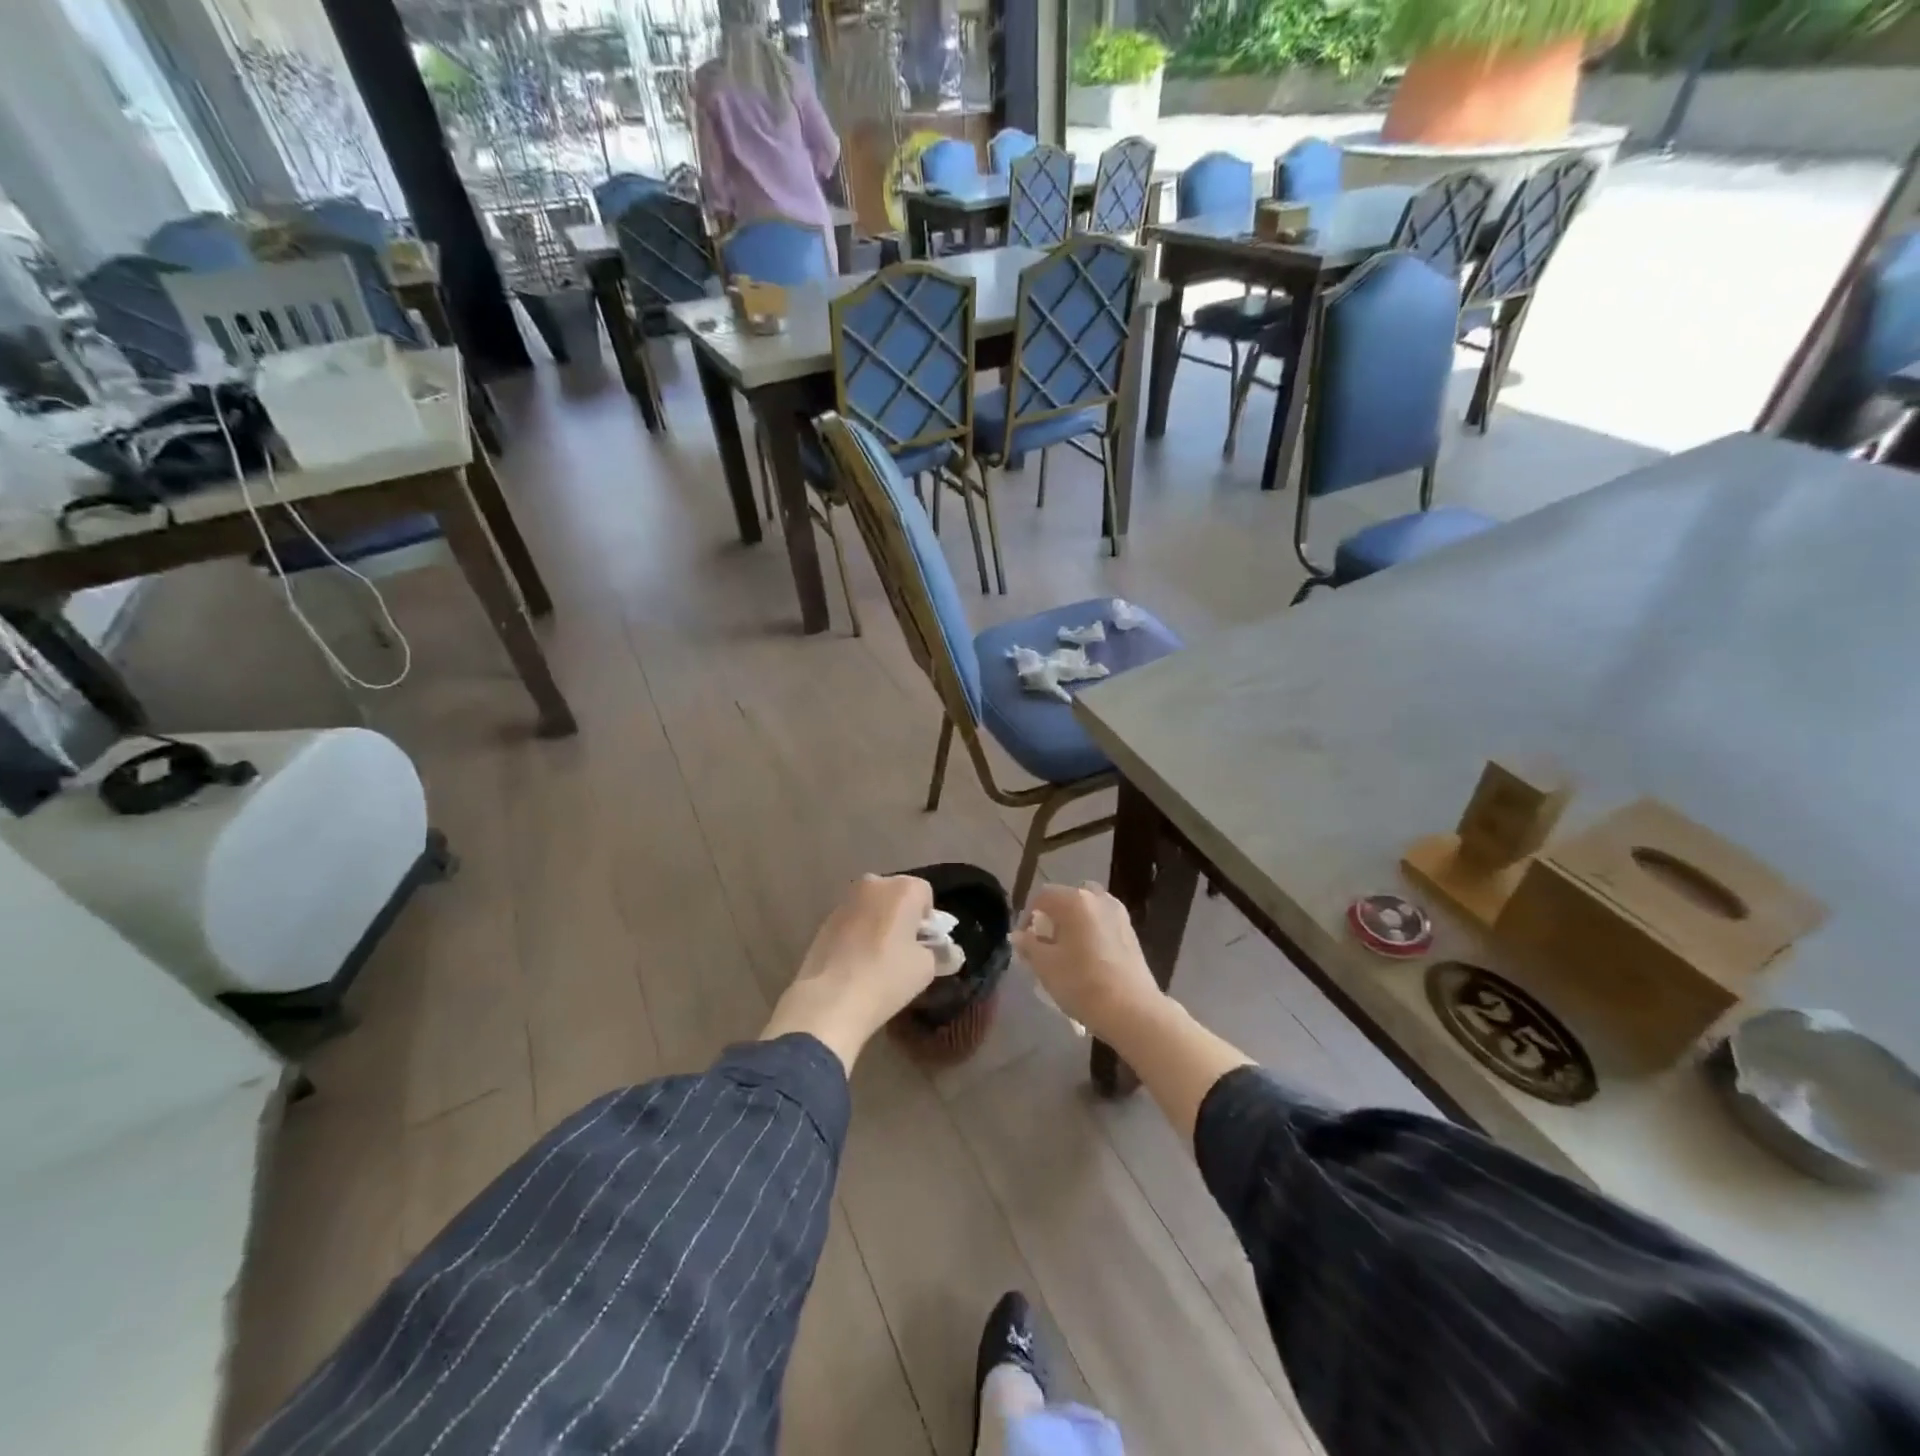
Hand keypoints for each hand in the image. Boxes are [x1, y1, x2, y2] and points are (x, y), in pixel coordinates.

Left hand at [761, 874, 936, 1069]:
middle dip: (903, 917)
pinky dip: (859, 933)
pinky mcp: (824, 919)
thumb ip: (940, 953)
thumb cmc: (887, 976)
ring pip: (873, 907)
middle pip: (897, 896)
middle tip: (904, 950)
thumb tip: (949, 952)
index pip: (925, 894)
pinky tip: (857, 961)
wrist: (830, 999)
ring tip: (878, 958)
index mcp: (902, 888)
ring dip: (879, 924)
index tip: (924, 946)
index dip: (928, 921)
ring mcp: (845, 900)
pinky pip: (853, 920)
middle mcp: (873, 884)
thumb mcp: (926, 969)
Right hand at [1013, 882, 1163, 1040]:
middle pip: (1067, 899)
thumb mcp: (1045, 966)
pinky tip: (1088, 959)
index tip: (1024, 943)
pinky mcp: (1131, 932)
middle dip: (1053, 917)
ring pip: (1087, 910)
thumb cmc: (1082, 983)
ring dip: (1073, 924)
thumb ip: (1028, 945)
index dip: (1027, 917)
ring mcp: (1118, 914)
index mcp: (1074, 900)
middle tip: (1045, 943)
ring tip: (1066, 952)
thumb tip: (1018, 935)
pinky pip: (1102, 923)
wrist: (1132, 1010)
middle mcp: (1098, 898)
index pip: (1042, 896)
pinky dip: (1091, 932)